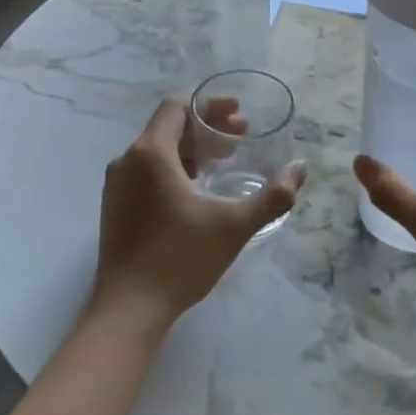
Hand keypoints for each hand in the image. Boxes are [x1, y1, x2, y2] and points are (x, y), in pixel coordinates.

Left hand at [91, 98, 305, 328]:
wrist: (128, 309)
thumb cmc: (180, 259)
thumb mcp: (234, 225)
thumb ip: (272, 196)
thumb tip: (300, 168)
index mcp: (151, 153)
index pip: (177, 107)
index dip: (210, 105)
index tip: (238, 114)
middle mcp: (127, 161)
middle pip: (168, 126)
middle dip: (207, 127)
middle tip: (240, 138)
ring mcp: (117, 185)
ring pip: (157, 150)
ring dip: (192, 149)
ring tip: (223, 163)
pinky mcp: (115, 206)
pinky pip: (146, 171)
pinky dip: (174, 168)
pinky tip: (196, 191)